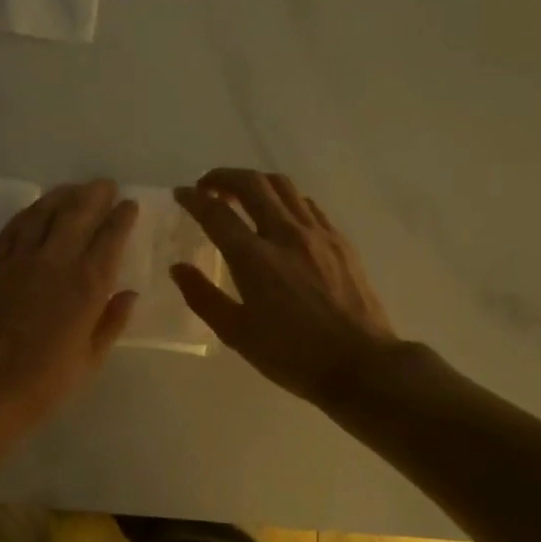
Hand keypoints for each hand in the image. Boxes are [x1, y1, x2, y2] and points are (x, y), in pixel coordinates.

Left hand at [0, 180, 138, 436]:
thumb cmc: (43, 383)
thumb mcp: (89, 360)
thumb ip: (111, 322)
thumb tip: (129, 294)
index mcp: (87, 286)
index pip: (111, 238)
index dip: (122, 217)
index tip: (130, 205)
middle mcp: (56, 262)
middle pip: (78, 214)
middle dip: (95, 194)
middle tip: (105, 185)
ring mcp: (20, 259)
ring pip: (44, 212)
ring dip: (62, 195)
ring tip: (74, 188)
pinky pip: (13, 227)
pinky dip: (29, 212)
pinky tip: (36, 208)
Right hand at [172, 169, 398, 404]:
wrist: (361, 364)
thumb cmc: (292, 355)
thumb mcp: (237, 334)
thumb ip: (202, 297)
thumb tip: (178, 268)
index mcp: (254, 259)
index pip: (216, 213)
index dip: (193, 199)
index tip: (181, 194)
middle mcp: (285, 235)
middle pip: (251, 184)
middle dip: (222, 177)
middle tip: (207, 187)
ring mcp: (317, 234)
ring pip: (282, 186)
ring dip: (254, 182)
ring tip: (240, 194)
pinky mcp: (339, 240)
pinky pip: (306, 204)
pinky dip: (284, 199)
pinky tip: (279, 215)